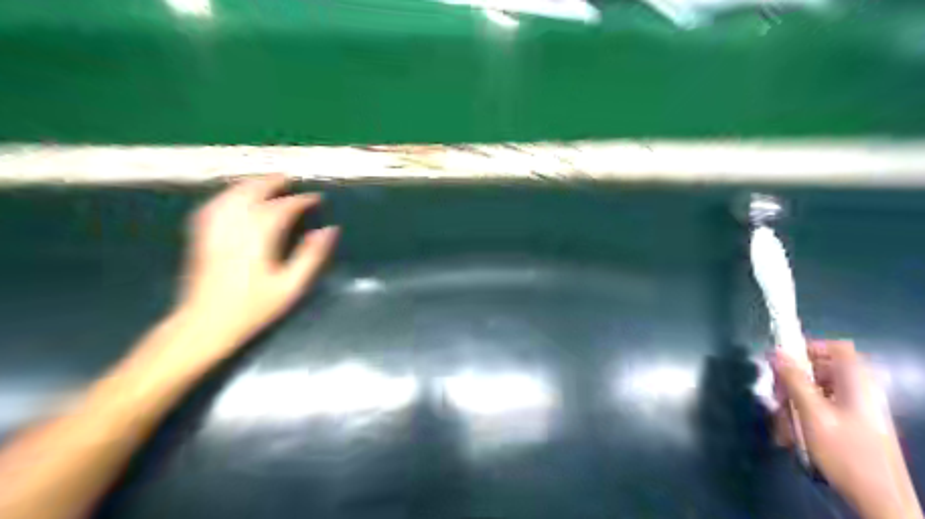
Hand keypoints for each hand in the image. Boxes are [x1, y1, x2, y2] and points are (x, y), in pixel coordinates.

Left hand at [174, 177, 337, 347]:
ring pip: (230, 196)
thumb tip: (328, 231)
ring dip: (249, 184)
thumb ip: (310, 256)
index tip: (315, 198)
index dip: (300, 201)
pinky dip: (227, 196)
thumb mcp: (290, 286)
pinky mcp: (201, 237)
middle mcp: (233, 228)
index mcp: (257, 239)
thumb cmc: (253, 309)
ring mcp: (213, 231)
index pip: (281, 209)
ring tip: (265, 181)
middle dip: (271, 182)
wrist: (204, 325)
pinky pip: (213, 207)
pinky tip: (234, 197)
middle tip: (289, 179)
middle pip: (251, 193)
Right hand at [776, 341, 916, 517]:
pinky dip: (802, 417)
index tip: (783, 361)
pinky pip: (819, 409)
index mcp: (857, 383)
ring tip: (784, 425)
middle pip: (820, 370)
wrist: (879, 499)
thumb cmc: (846, 452)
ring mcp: (855, 409)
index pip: (837, 348)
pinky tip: (793, 435)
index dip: (809, 348)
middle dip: (792, 382)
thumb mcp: (812, 413)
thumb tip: (775, 351)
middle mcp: (858, 391)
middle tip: (777, 398)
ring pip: (814, 391)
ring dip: (793, 404)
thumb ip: (793, 380)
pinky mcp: (850, 425)